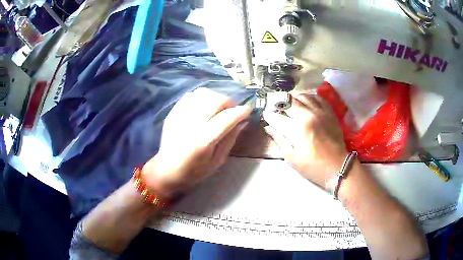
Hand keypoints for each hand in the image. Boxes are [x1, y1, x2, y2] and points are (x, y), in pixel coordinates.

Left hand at [142, 88, 250, 198]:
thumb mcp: (217, 161)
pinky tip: (204, 107)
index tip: (248, 110)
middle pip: (215, 100)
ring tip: (218, 108)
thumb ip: (230, 139)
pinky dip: (202, 97)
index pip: (227, 118)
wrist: (165, 170)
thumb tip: (242, 122)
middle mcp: (191, 124)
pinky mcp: (173, 113)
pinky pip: (191, 96)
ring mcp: (180, 116)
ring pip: (203, 93)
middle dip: (229, 102)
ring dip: (216, 97)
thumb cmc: (193, 171)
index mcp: (203, 141)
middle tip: (232, 111)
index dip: (241, 111)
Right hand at [263, 93, 347, 189]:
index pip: (277, 117)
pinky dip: (309, 97)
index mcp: (297, 129)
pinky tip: (305, 101)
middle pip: (289, 101)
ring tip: (288, 102)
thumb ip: (279, 140)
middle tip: (274, 106)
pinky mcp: (330, 112)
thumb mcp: (292, 158)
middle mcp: (308, 115)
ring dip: (293, 97)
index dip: (269, 115)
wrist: (337, 167)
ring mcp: (321, 112)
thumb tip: (268, 128)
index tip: (265, 115)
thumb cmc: (313, 167)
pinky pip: (318, 98)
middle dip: (278, 102)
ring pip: (303, 95)